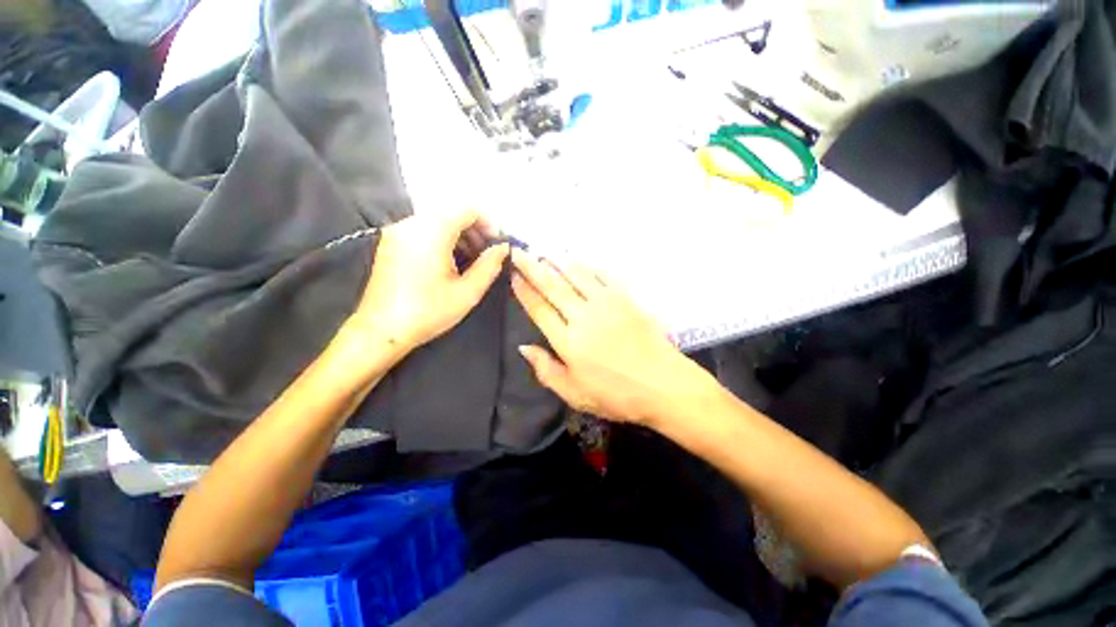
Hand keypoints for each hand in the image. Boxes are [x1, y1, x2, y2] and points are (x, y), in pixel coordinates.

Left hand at [345, 210, 508, 357]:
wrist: (380, 331)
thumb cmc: (428, 312)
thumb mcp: (467, 292)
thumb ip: (490, 265)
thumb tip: (504, 248)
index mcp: (431, 233)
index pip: (467, 209)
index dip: (488, 223)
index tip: (497, 245)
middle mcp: (411, 224)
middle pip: (451, 212)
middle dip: (475, 229)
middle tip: (487, 254)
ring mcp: (397, 232)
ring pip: (438, 220)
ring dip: (459, 234)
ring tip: (471, 260)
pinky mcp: (391, 242)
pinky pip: (424, 229)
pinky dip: (443, 238)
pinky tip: (450, 262)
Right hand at [510, 250, 714, 425]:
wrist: (664, 385)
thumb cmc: (617, 395)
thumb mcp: (575, 395)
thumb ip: (546, 371)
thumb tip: (524, 347)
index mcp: (568, 342)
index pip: (539, 309)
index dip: (524, 291)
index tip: (513, 275)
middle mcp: (583, 317)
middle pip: (552, 286)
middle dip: (532, 267)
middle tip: (518, 251)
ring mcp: (606, 304)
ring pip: (575, 275)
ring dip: (557, 261)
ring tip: (543, 250)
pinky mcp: (626, 299)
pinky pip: (602, 275)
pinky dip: (587, 265)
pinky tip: (577, 259)